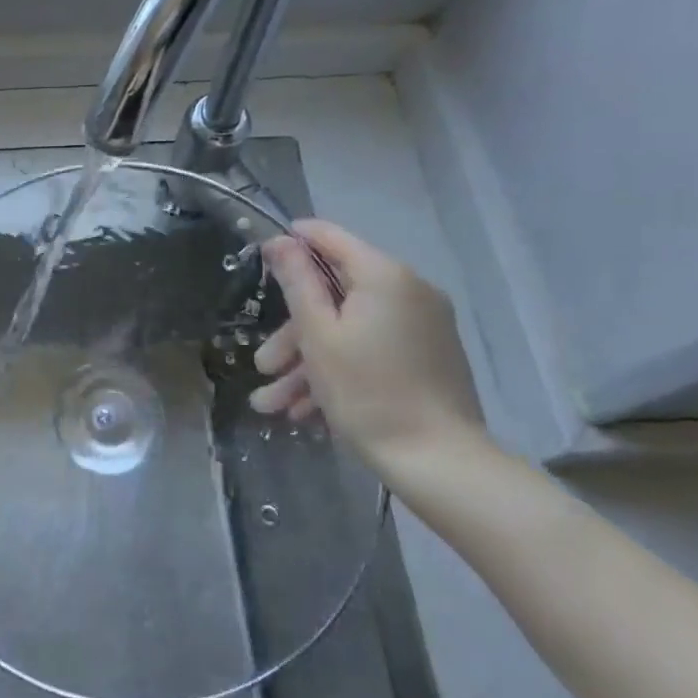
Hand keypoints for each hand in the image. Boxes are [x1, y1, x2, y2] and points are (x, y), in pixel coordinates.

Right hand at [250, 220, 487, 474]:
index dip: (293, 241)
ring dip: (307, 363)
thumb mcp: (318, 335)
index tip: (259, 257)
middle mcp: (409, 292)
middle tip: (264, 367)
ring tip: (273, 404)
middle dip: (292, 333)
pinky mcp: (426, 357)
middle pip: (335, 296)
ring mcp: (421, 326)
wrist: (438, 460)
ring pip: (349, 329)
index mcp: (385, 277)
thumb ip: (297, 282)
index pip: (331, 238)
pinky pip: (371, 350)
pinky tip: (306, 411)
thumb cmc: (366, 391)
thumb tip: (279, 240)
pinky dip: (338, 372)